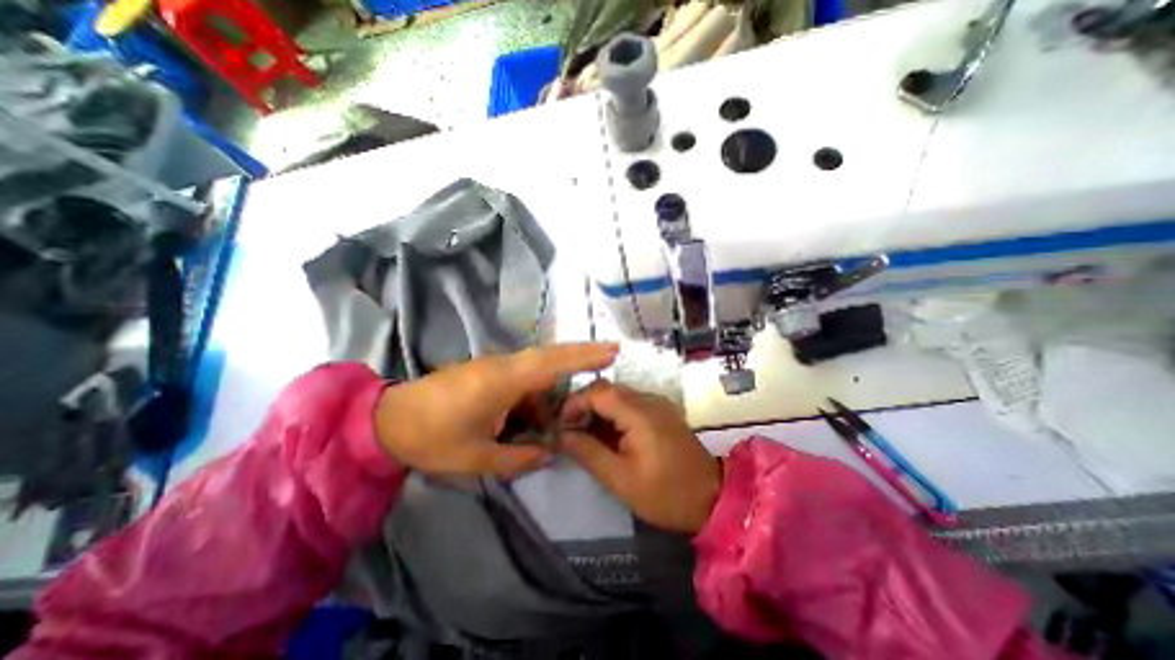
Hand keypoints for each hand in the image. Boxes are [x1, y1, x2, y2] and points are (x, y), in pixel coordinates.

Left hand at [377, 342, 618, 477]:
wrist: (389, 420)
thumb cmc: (432, 438)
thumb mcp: (477, 458)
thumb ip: (518, 457)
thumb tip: (550, 453)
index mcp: (502, 381)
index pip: (551, 362)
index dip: (583, 356)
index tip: (611, 350)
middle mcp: (503, 366)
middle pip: (550, 356)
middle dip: (581, 355)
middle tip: (610, 356)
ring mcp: (496, 367)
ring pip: (538, 368)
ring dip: (556, 383)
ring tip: (565, 409)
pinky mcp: (490, 372)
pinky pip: (523, 377)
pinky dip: (537, 391)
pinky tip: (534, 415)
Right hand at [557, 383, 716, 533]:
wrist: (712, 497)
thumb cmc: (665, 494)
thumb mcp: (621, 480)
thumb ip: (589, 453)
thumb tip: (562, 435)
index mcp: (640, 413)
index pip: (599, 392)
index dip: (575, 402)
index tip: (560, 423)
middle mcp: (649, 399)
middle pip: (607, 389)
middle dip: (584, 405)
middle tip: (568, 428)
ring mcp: (657, 403)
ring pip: (618, 395)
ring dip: (597, 409)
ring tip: (582, 432)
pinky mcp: (661, 412)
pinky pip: (630, 404)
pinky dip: (612, 414)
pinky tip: (606, 434)